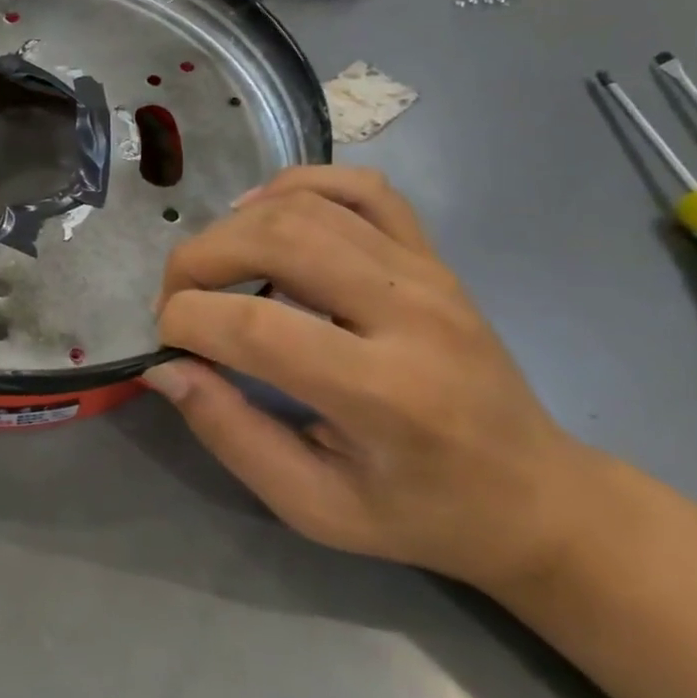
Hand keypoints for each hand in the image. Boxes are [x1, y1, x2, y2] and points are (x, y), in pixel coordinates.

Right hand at [145, 167, 597, 590]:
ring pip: (307, 205)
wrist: (532, 494)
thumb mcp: (314, 506)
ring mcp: (427, 272)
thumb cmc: (418, 513)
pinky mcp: (431, 254)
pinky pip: (359, 186)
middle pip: (277, 240)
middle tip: (176, 302)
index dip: (186, 322)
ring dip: (233, 227)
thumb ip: (231, 434)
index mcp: (385, 394)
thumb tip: (164, 369)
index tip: (166, 347)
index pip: (256, 326)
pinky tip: (262, 214)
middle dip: (197, 261)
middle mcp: (410, 313)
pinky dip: (296, 185)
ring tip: (210, 270)